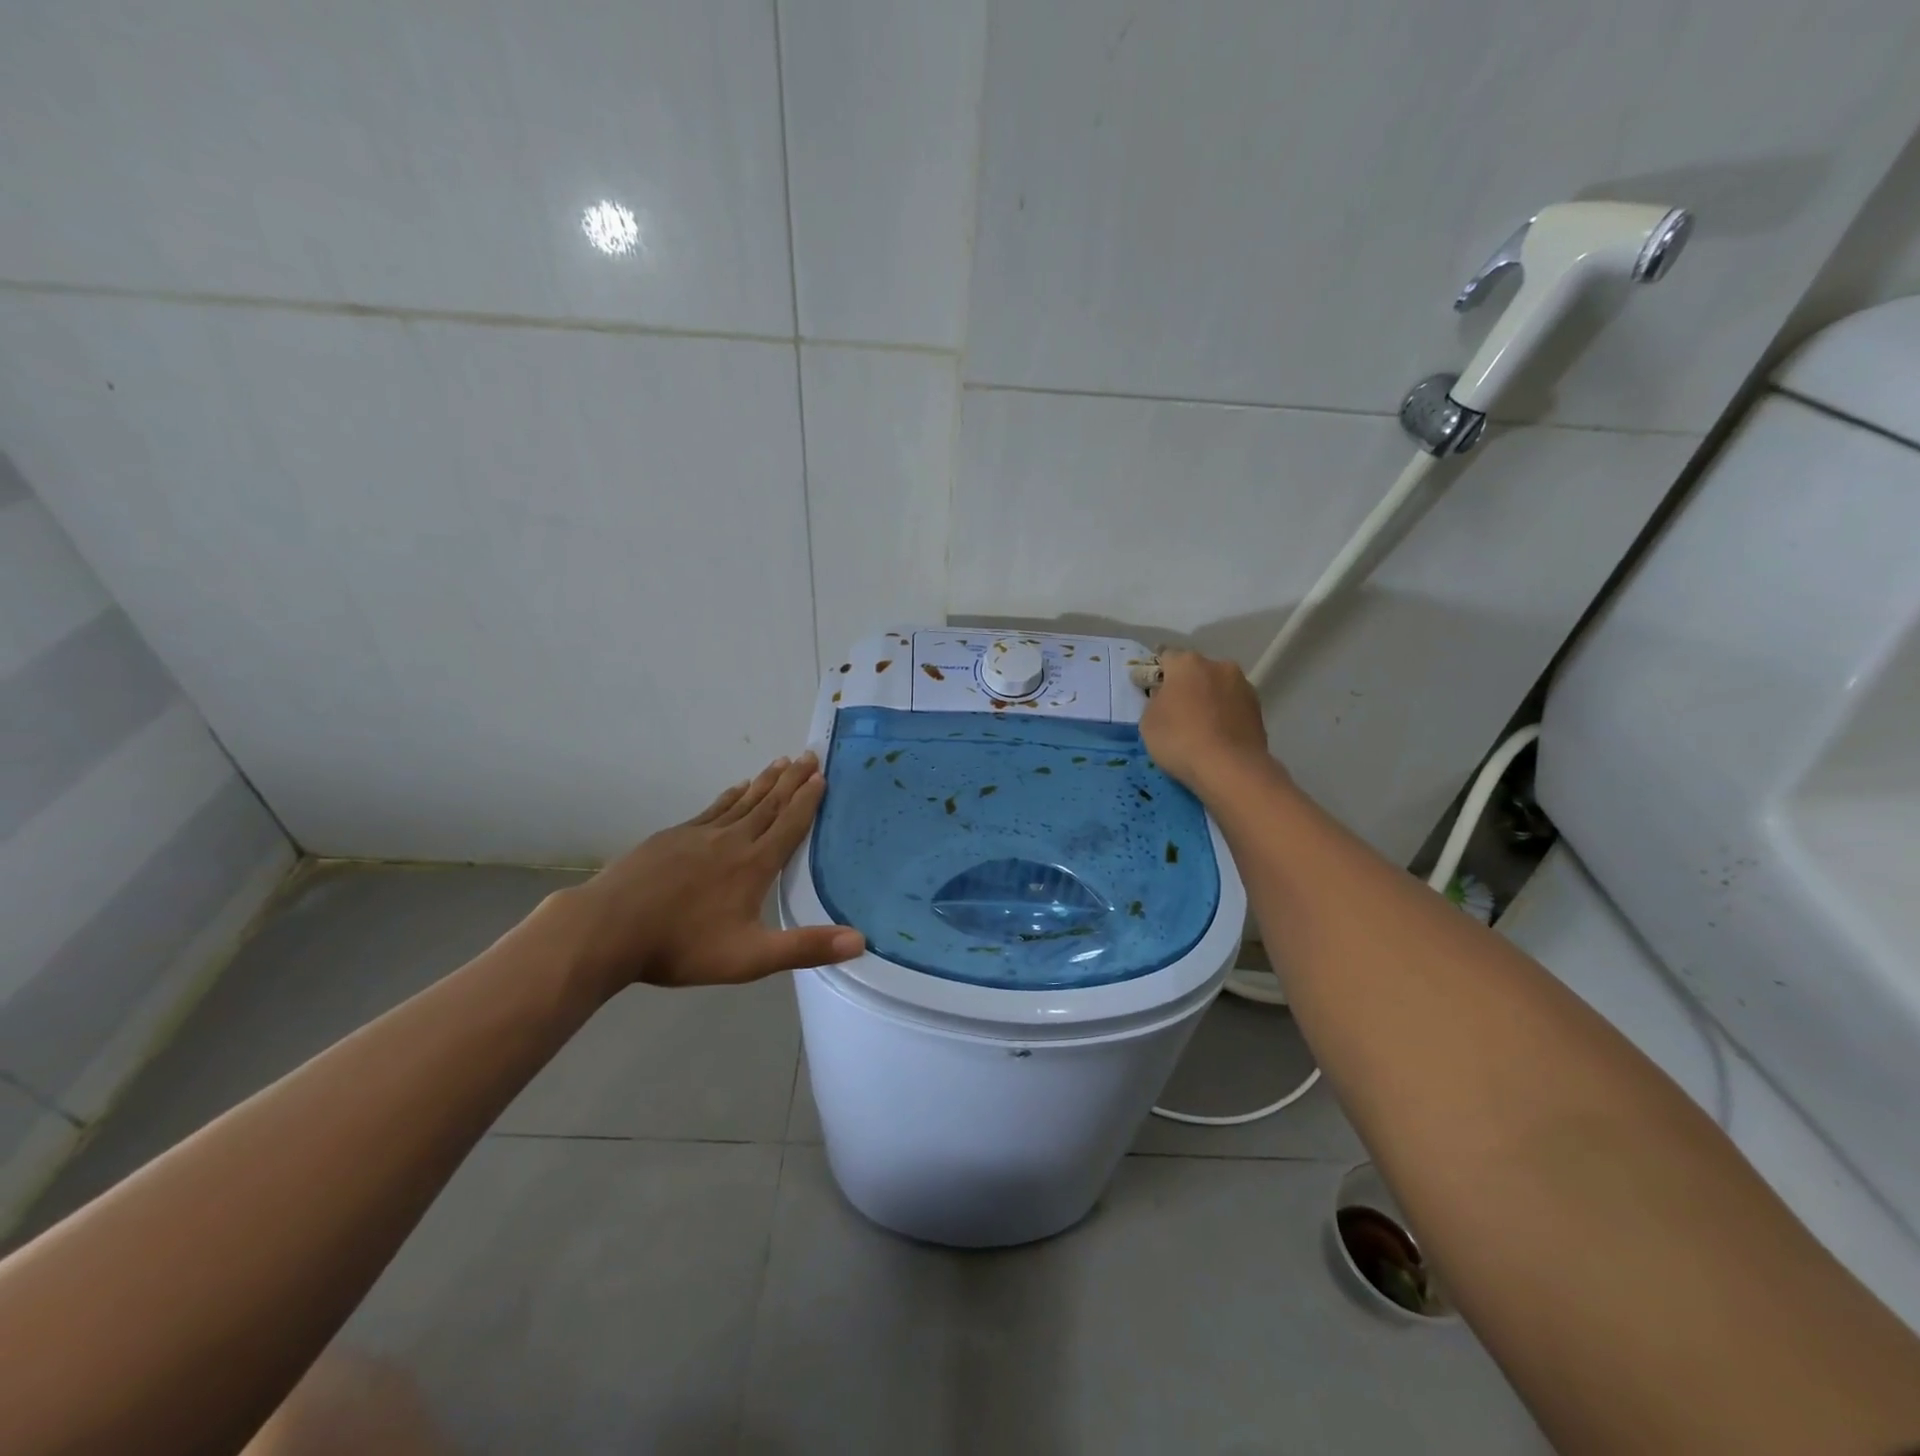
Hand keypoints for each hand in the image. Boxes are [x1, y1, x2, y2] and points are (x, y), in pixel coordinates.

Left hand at [542, 753, 864, 994]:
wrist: (609, 928)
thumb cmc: (683, 945)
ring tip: (781, 761)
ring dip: (765, 781)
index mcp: (754, 864)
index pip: (789, 824)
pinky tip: (735, 788)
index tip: (822, 775)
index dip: (808, 800)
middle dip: (792, 779)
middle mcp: (732, 840)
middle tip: (809, 754)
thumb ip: (805, 947)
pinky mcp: (673, 837)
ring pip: (741, 800)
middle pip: (769, 803)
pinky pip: (713, 808)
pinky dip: (730, 795)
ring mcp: (699, 835)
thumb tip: (861, 942)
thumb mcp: (750, 957)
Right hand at [1139, 649, 1278, 795]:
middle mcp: (1219, 666)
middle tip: (1177, 711)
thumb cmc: (1179, 740)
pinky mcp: (1259, 708)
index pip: (1166, 657)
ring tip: (1201, 726)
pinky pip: (1233, 706)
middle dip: (1187, 685)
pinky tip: (1218, 735)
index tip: (1152, 691)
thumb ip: (1155, 700)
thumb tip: (1165, 696)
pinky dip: (1225, 715)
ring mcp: (1243, 686)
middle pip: (1196, 671)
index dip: (1157, 674)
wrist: (1229, 768)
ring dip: (1209, 699)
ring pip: (1218, 687)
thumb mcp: (1148, 721)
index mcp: (1187, 663)